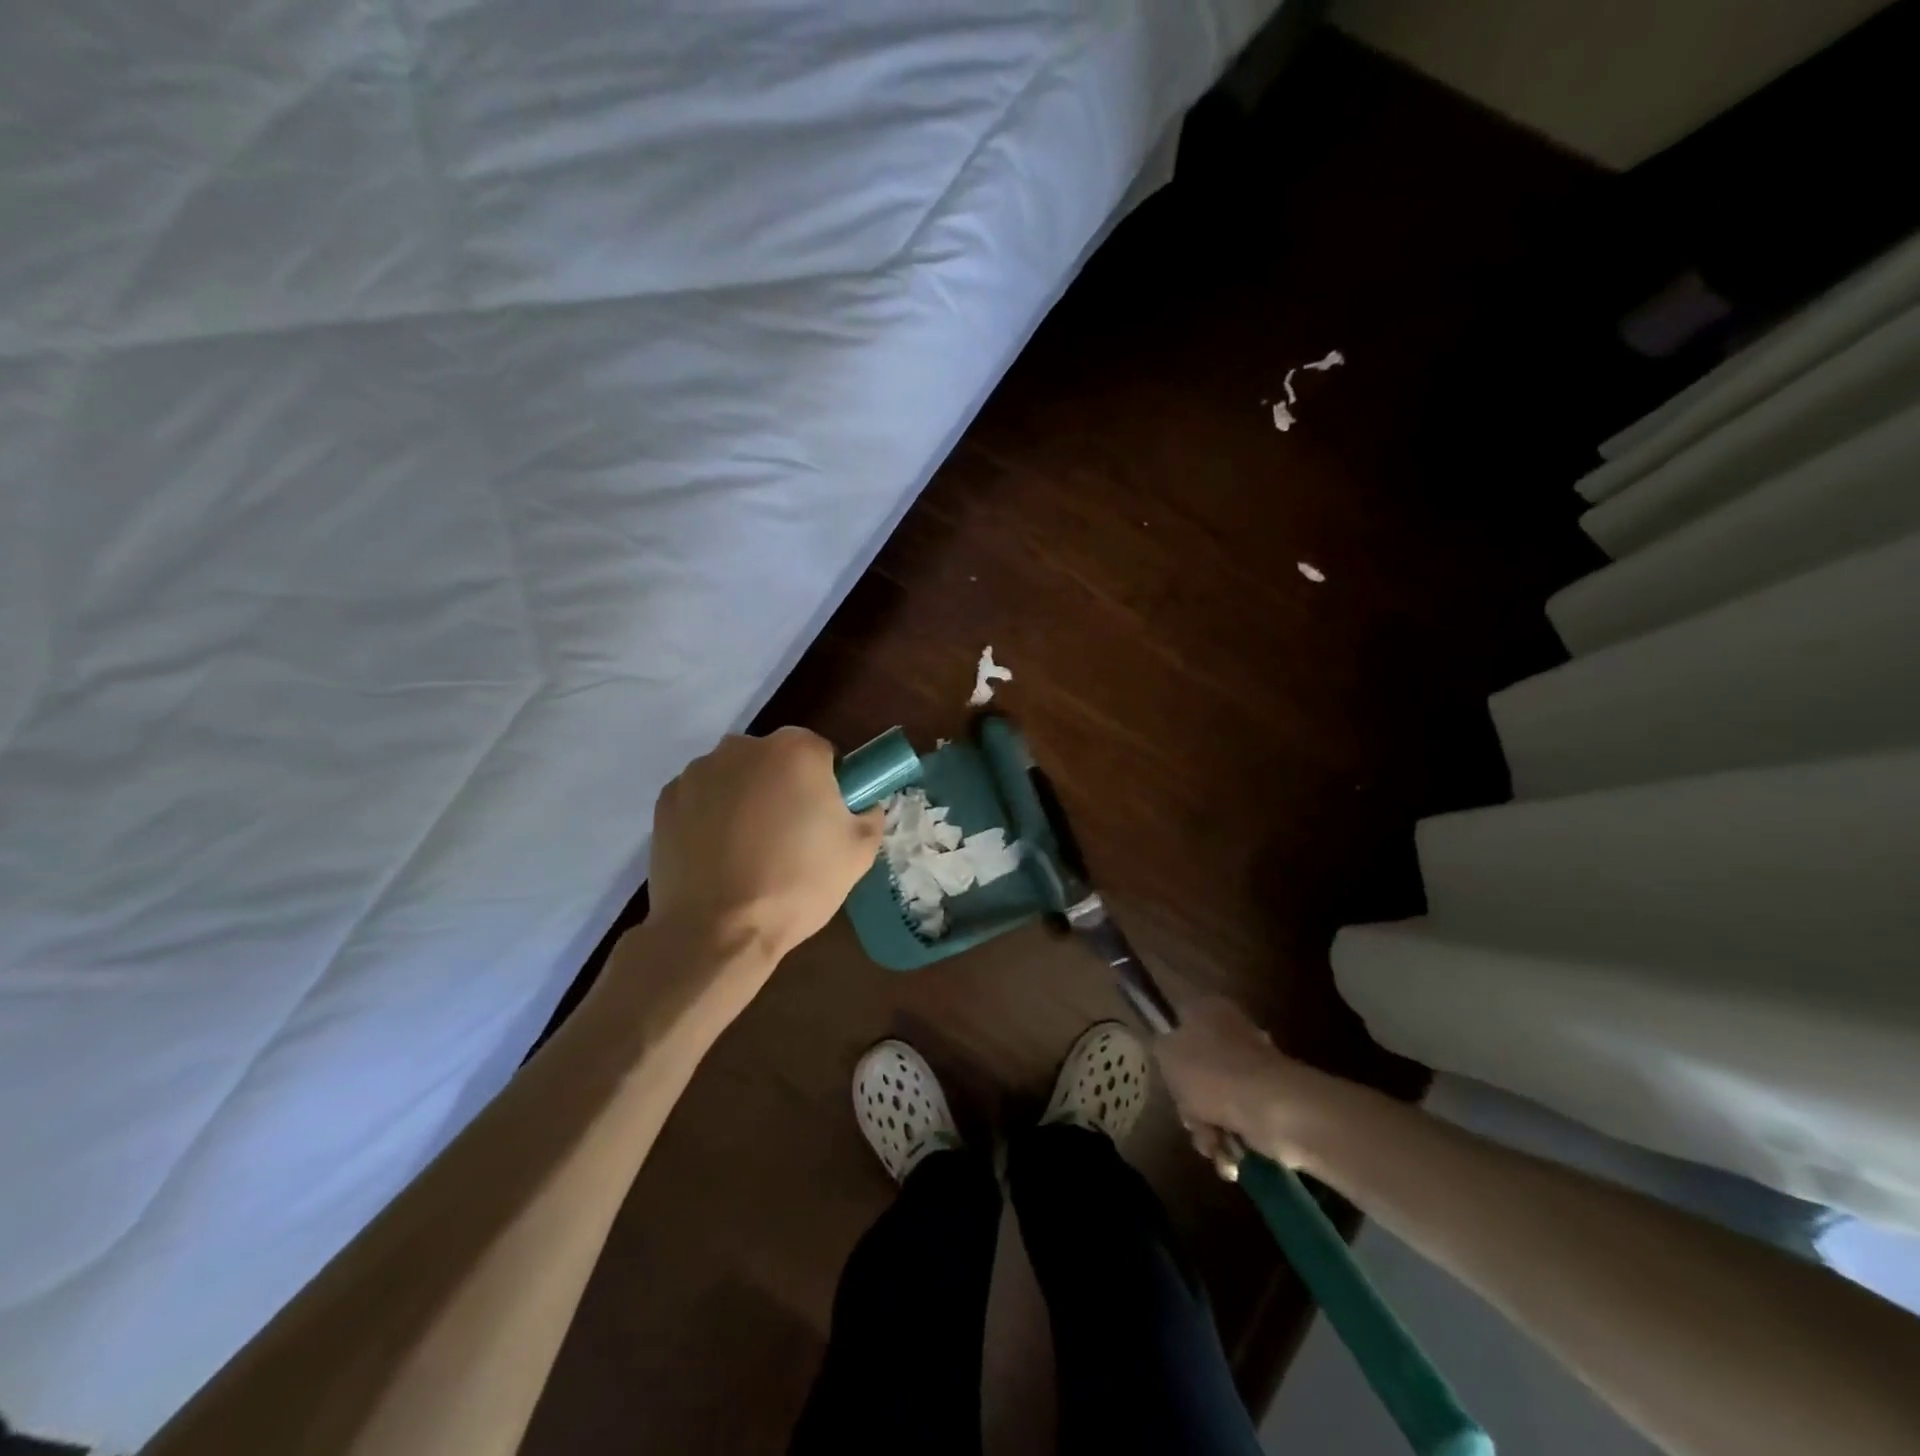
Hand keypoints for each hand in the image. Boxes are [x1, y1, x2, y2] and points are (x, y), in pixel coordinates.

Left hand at [648, 728, 883, 966]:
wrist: (715, 931)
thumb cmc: (796, 884)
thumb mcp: (859, 852)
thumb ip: (869, 814)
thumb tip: (861, 806)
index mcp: (796, 750)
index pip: (822, 754)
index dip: (828, 786)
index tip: (825, 820)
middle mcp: (743, 747)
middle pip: (775, 760)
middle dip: (784, 787)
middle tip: (790, 836)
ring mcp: (698, 771)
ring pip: (736, 778)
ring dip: (746, 799)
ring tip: (749, 851)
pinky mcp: (666, 800)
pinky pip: (702, 799)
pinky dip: (710, 817)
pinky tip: (717, 856)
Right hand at [1155, 996, 1338, 1170]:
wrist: (1273, 1110)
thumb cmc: (1212, 1074)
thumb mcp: (1167, 1053)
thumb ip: (1160, 1047)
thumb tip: (1167, 1048)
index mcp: (1208, 1011)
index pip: (1179, 1022)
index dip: (1169, 1049)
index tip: (1167, 1075)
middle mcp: (1232, 1033)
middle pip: (1196, 1069)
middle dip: (1189, 1102)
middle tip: (1189, 1116)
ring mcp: (1253, 1068)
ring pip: (1215, 1099)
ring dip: (1207, 1128)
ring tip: (1212, 1143)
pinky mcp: (1269, 1100)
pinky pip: (1238, 1119)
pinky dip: (1231, 1140)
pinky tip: (1229, 1156)